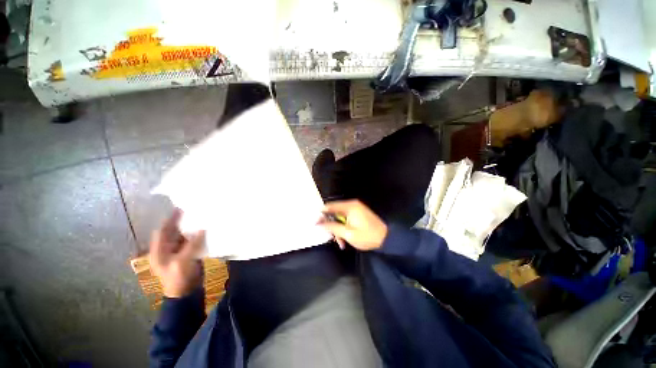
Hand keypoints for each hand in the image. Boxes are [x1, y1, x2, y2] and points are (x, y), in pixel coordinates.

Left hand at [149, 209, 205, 297]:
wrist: (186, 293)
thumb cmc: (179, 278)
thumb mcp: (183, 261)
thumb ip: (192, 244)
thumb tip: (202, 229)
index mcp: (159, 251)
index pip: (162, 231)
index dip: (170, 220)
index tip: (181, 209)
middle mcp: (167, 250)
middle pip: (173, 232)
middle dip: (182, 222)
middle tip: (194, 211)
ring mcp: (178, 252)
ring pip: (184, 236)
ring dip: (192, 229)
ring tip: (202, 218)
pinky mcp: (189, 255)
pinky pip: (192, 242)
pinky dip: (198, 236)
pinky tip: (207, 230)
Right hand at [319, 200, 387, 250]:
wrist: (387, 238)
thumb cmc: (367, 236)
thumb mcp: (348, 233)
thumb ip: (332, 227)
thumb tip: (318, 223)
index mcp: (349, 207)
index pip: (329, 206)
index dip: (321, 215)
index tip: (315, 224)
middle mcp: (351, 205)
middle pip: (334, 212)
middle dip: (331, 225)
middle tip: (331, 237)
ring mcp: (355, 209)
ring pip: (339, 217)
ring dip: (338, 229)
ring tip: (340, 242)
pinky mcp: (358, 214)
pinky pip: (346, 219)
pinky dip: (343, 228)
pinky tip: (344, 239)